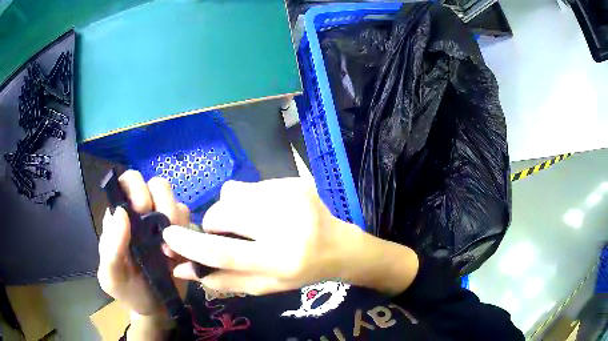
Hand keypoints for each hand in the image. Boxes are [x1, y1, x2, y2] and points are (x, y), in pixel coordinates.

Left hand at [97, 170, 189, 317]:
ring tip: (171, 250)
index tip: (143, 210)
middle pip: (157, 184)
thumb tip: (121, 213)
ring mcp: (164, 224)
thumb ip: (110, 248)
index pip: (128, 182)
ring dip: (177, 220)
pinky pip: (190, 222)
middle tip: (163, 231)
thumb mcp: (111, 276)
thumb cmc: (127, 291)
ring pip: (176, 200)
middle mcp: (143, 214)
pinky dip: (188, 233)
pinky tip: (180, 254)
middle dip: (163, 201)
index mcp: (121, 217)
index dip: (136, 187)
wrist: (155, 309)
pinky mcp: (182, 236)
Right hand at [162, 178, 418, 295]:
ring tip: (254, 223)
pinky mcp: (294, 181)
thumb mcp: (262, 285)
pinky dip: (250, 199)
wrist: (338, 246)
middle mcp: (286, 225)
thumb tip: (181, 269)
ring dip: (233, 209)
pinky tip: (270, 212)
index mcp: (279, 260)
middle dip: (215, 222)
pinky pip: (250, 185)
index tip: (168, 234)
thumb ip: (222, 280)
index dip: (190, 244)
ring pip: (233, 193)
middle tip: (228, 232)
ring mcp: (291, 197)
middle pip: (223, 213)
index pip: (223, 252)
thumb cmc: (299, 272)